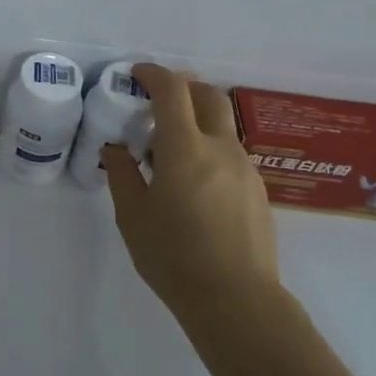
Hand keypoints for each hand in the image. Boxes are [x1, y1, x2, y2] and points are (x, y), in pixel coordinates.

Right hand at [102, 63, 279, 317]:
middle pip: (208, 95)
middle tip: (158, 102)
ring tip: (172, 151)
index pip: (173, 90)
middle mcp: (220, 148)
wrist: (237, 301)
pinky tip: (195, 183)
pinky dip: (210, 149)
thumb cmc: (174, 257)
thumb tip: (117, 149)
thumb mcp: (132, 216)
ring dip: (197, 121)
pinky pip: (231, 153)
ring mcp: (245, 168)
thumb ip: (122, 174)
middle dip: (182, 87)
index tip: (136, 74)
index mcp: (185, 148)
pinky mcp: (258, 190)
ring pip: (222, 125)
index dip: (153, 74)